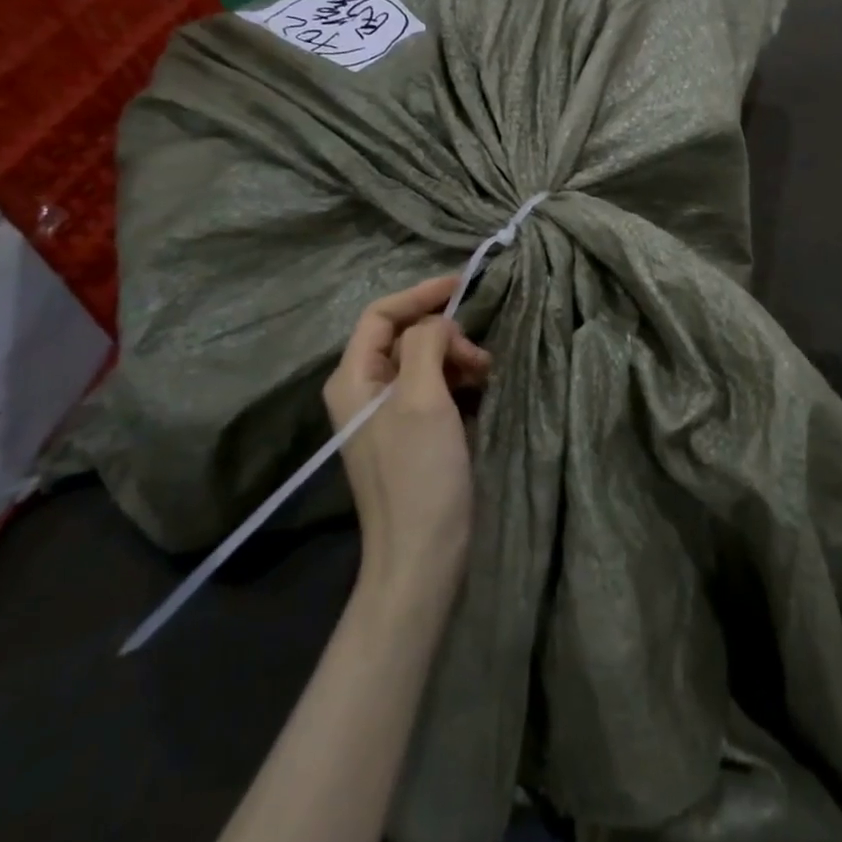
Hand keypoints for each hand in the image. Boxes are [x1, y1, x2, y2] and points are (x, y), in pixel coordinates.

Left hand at [323, 276, 491, 600]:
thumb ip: (426, 345)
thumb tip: (437, 324)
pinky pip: (434, 388)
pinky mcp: (413, 434)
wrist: (423, 554)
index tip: (464, 287)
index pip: (381, 314)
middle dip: (444, 333)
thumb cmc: (419, 472)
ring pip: (424, 361)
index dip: (420, 295)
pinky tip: (482, 390)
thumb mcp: (421, 398)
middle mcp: (365, 391)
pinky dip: (459, 380)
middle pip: (404, 336)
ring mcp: (389, 415)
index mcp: (354, 378)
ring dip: (456, 357)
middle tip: (479, 355)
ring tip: (487, 374)